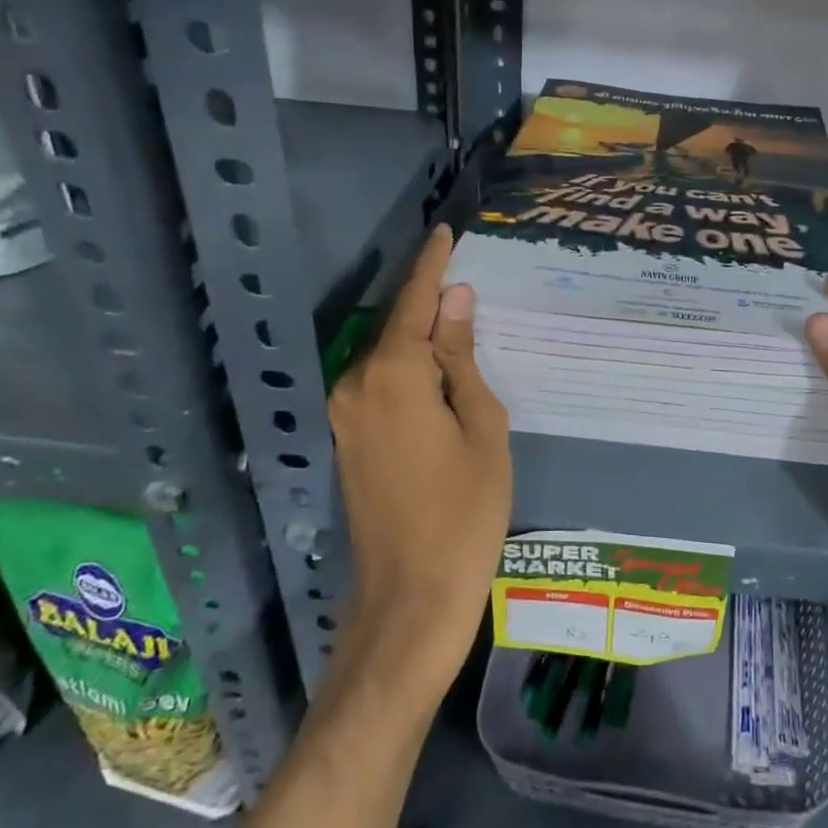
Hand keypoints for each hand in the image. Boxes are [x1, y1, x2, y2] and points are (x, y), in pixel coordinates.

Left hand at [329, 225, 511, 686]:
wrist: (411, 597)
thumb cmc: (465, 512)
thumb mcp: (482, 428)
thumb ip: (462, 359)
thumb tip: (456, 302)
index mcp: (393, 376)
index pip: (414, 302)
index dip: (431, 264)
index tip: (444, 230)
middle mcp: (356, 386)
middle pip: (397, 327)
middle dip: (430, 303)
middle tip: (469, 282)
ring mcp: (345, 416)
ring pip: (388, 358)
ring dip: (420, 339)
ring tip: (462, 325)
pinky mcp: (347, 440)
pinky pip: (380, 385)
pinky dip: (409, 369)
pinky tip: (438, 372)